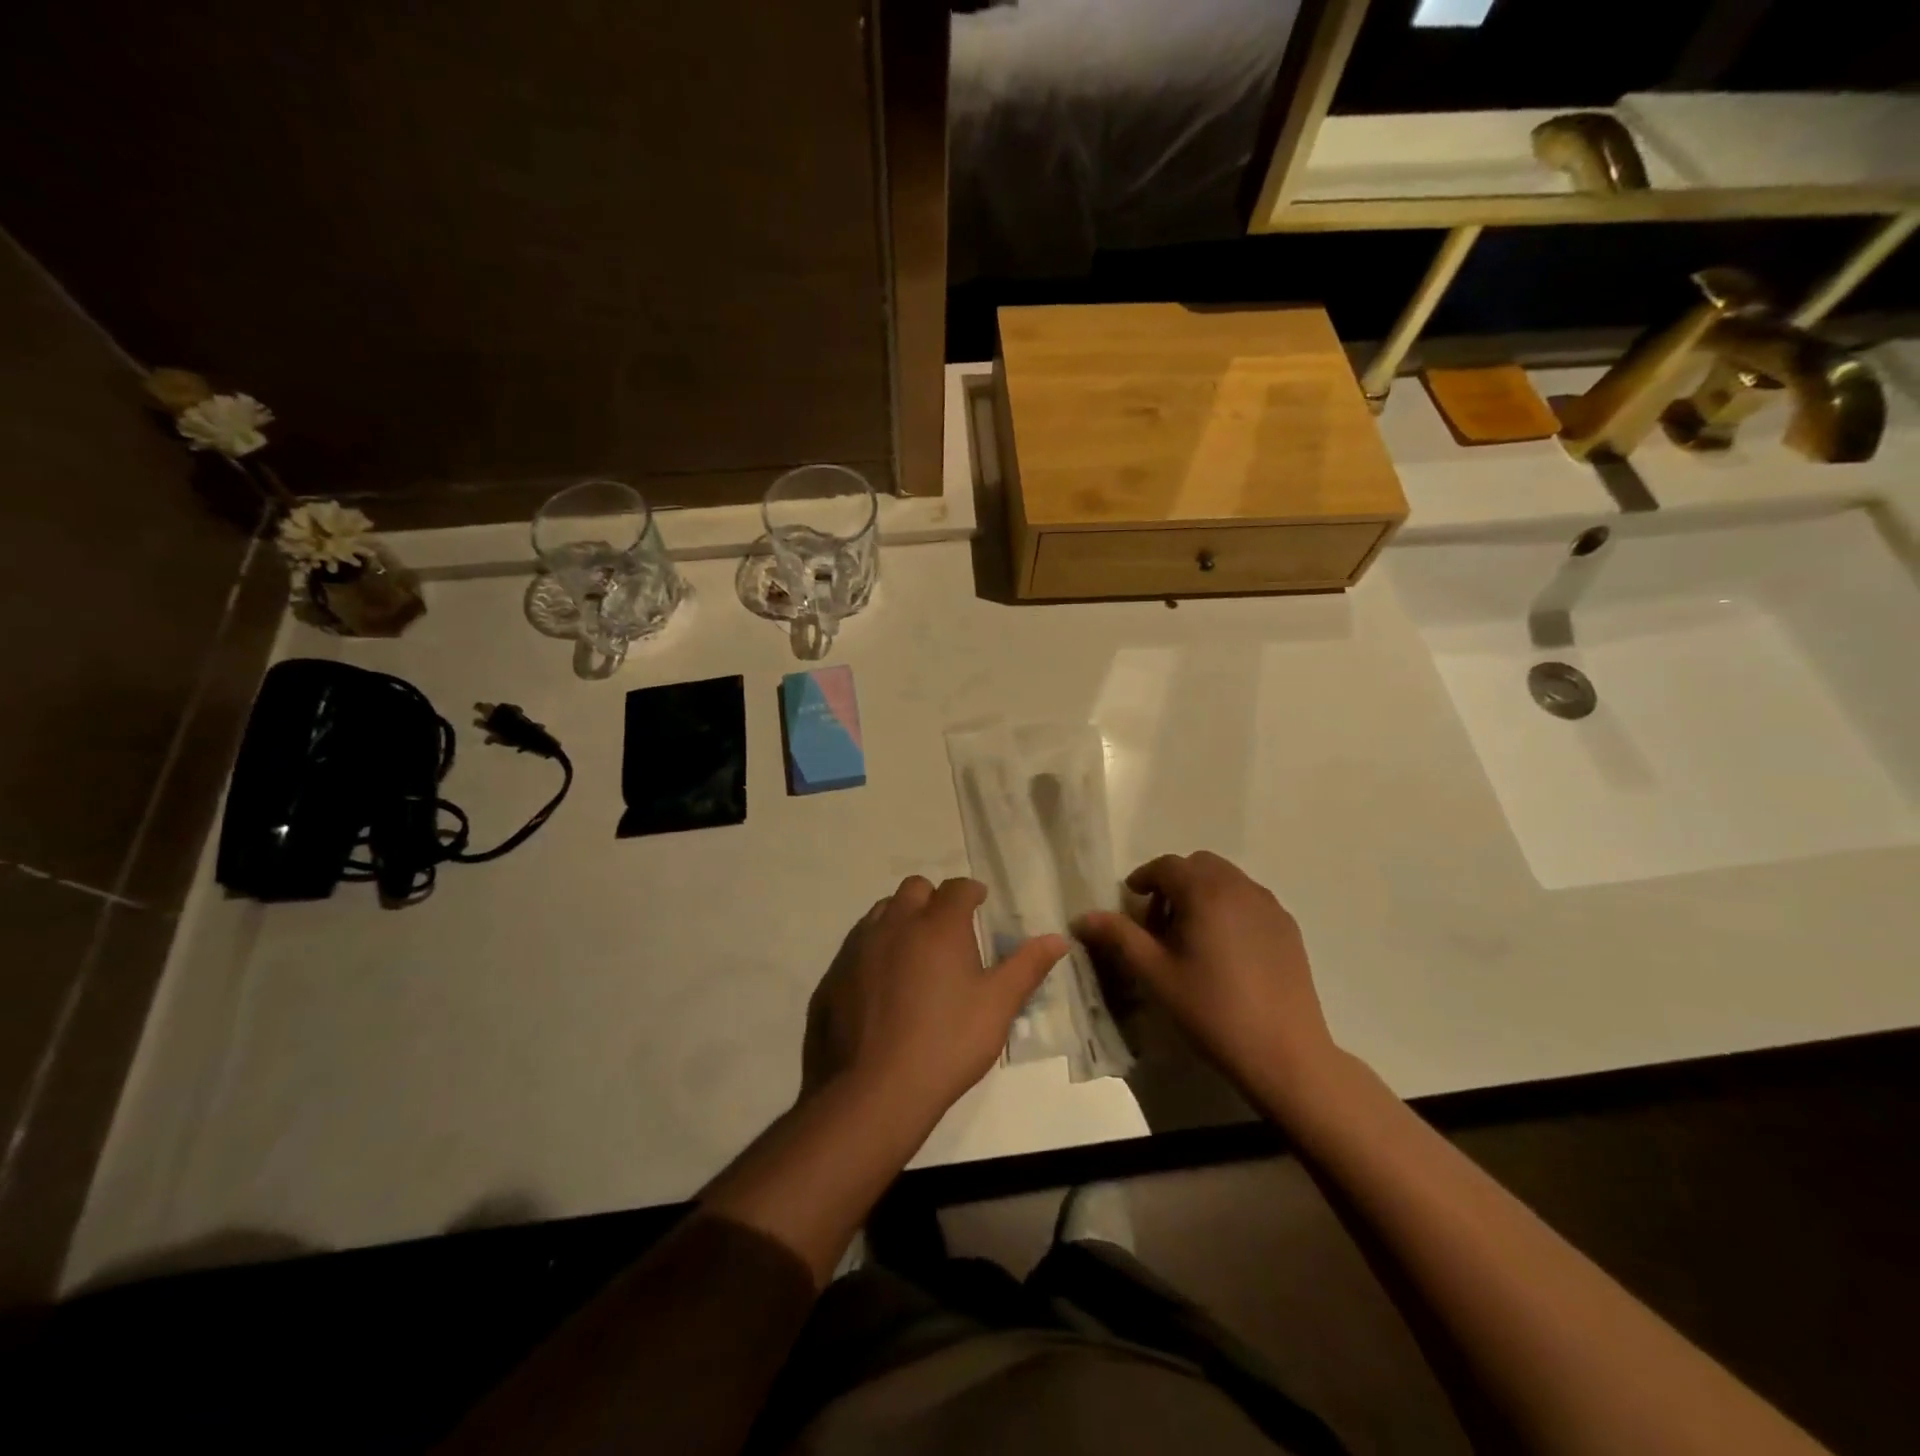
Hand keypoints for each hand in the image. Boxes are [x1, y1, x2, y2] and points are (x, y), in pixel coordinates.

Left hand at [803, 876, 1068, 1129]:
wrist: (873, 1090)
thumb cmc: (946, 1044)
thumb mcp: (997, 1006)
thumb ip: (1027, 967)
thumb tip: (1058, 939)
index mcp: (938, 925)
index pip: (958, 888)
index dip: (972, 892)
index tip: (980, 903)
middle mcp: (895, 923)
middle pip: (915, 889)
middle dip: (934, 900)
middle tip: (948, 930)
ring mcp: (859, 946)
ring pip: (882, 912)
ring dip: (901, 919)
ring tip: (915, 953)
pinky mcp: (834, 973)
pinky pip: (857, 944)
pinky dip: (874, 949)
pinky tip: (883, 984)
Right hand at [1076, 852, 1341, 1110]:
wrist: (1285, 1052)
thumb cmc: (1212, 1009)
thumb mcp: (1156, 974)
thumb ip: (1119, 937)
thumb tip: (1084, 917)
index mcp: (1206, 892)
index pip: (1167, 865)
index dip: (1144, 878)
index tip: (1132, 900)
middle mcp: (1241, 887)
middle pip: (1199, 865)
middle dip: (1174, 882)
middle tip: (1159, 921)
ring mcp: (1270, 906)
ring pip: (1227, 880)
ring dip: (1202, 892)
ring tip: (1191, 935)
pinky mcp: (1288, 927)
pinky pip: (1249, 900)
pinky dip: (1229, 907)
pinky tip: (1224, 950)